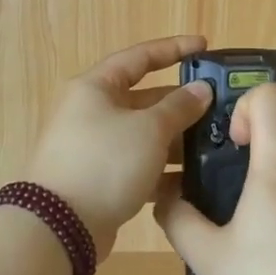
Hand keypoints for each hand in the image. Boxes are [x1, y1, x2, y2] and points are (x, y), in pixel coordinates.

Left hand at [22, 36, 215, 258]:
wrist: (58, 228)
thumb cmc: (105, 162)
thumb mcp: (149, 129)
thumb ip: (179, 107)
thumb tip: (201, 90)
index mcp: (96, 87)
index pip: (140, 57)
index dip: (174, 49)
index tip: (204, 46)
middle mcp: (92, 112)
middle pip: (144, 98)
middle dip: (180, 102)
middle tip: (217, 106)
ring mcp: (94, 147)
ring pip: (143, 134)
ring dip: (175, 138)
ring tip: (212, 144)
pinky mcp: (99, 179)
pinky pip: (137, 164)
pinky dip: (161, 168)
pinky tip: (191, 178)